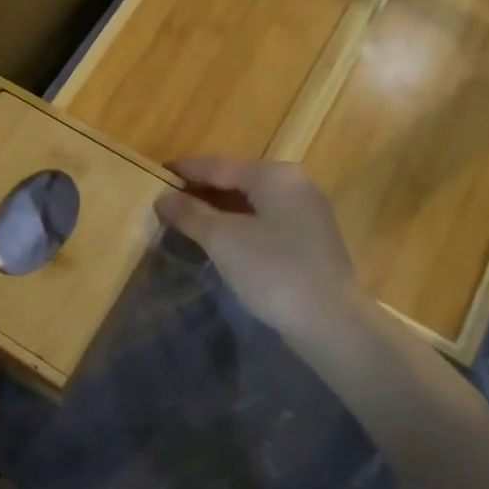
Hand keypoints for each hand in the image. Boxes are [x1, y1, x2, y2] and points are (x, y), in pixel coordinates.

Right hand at [155, 158, 361, 338]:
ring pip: (253, 202)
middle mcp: (295, 185)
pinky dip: (241, 224)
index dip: (186, 170)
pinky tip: (223, 240)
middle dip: (203, 189)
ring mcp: (308, 213)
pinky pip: (267, 221)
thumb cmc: (273, 271)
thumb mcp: (223, 240)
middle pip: (238, 180)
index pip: (219, 165)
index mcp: (274, 176)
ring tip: (189, 219)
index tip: (157, 171)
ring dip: (220, 209)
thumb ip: (191, 214)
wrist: (331, 322)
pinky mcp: (312, 240)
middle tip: (168, 199)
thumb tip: (163, 197)